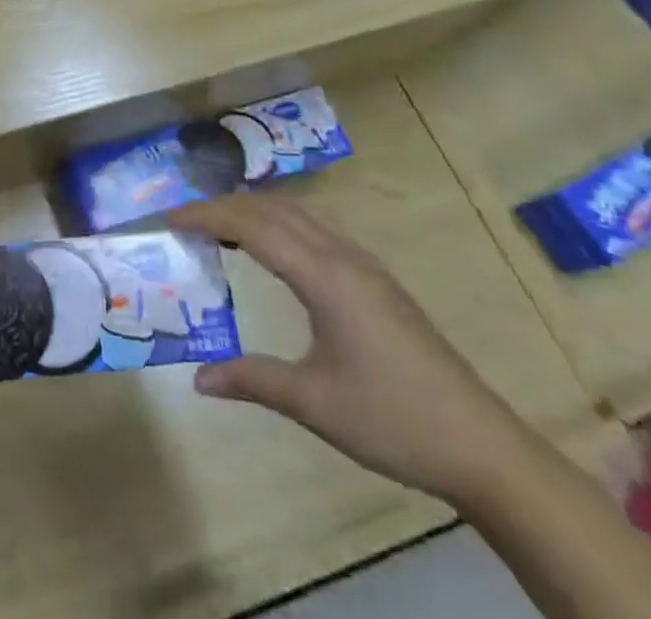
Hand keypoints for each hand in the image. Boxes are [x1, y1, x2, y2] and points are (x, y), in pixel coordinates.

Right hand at [171, 193, 540, 506]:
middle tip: (184, 221)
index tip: (168, 218)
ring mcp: (364, 266)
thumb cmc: (393, 420)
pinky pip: (316, 231)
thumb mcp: (314, 403)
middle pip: (273, 210)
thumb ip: (252, 379)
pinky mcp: (376, 280)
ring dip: (254, 212)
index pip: (252, 226)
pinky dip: (280, 226)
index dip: (207, 216)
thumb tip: (197, 378)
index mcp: (324, 276)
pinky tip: (271, 251)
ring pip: (297, 215)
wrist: (481, 444)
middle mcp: (342, 257)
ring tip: (217, 228)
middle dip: (224, 206)